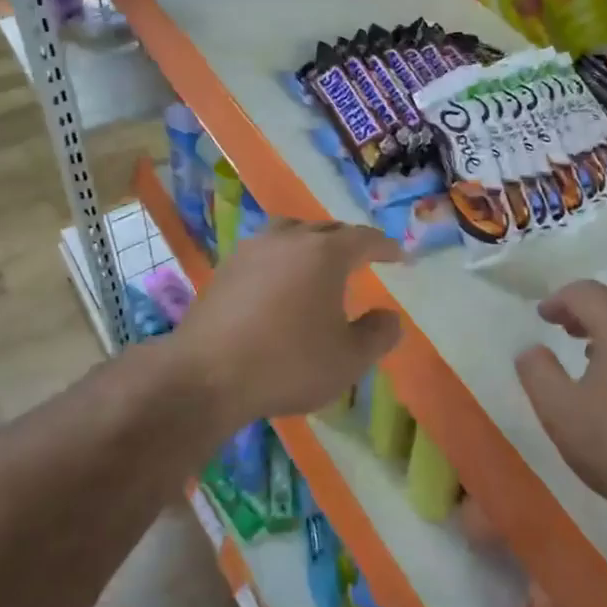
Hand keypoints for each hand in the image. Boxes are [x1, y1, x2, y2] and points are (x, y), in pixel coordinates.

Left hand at [172, 219, 402, 425]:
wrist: (206, 376)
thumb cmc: (288, 363)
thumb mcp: (349, 359)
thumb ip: (378, 335)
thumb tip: (390, 317)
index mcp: (324, 253)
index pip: (363, 238)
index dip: (385, 246)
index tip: (399, 256)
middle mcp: (288, 240)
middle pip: (326, 229)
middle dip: (348, 241)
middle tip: (363, 257)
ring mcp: (251, 251)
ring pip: (290, 233)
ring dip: (311, 242)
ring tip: (319, 262)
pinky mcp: (225, 269)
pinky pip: (265, 252)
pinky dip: (282, 259)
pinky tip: (280, 282)